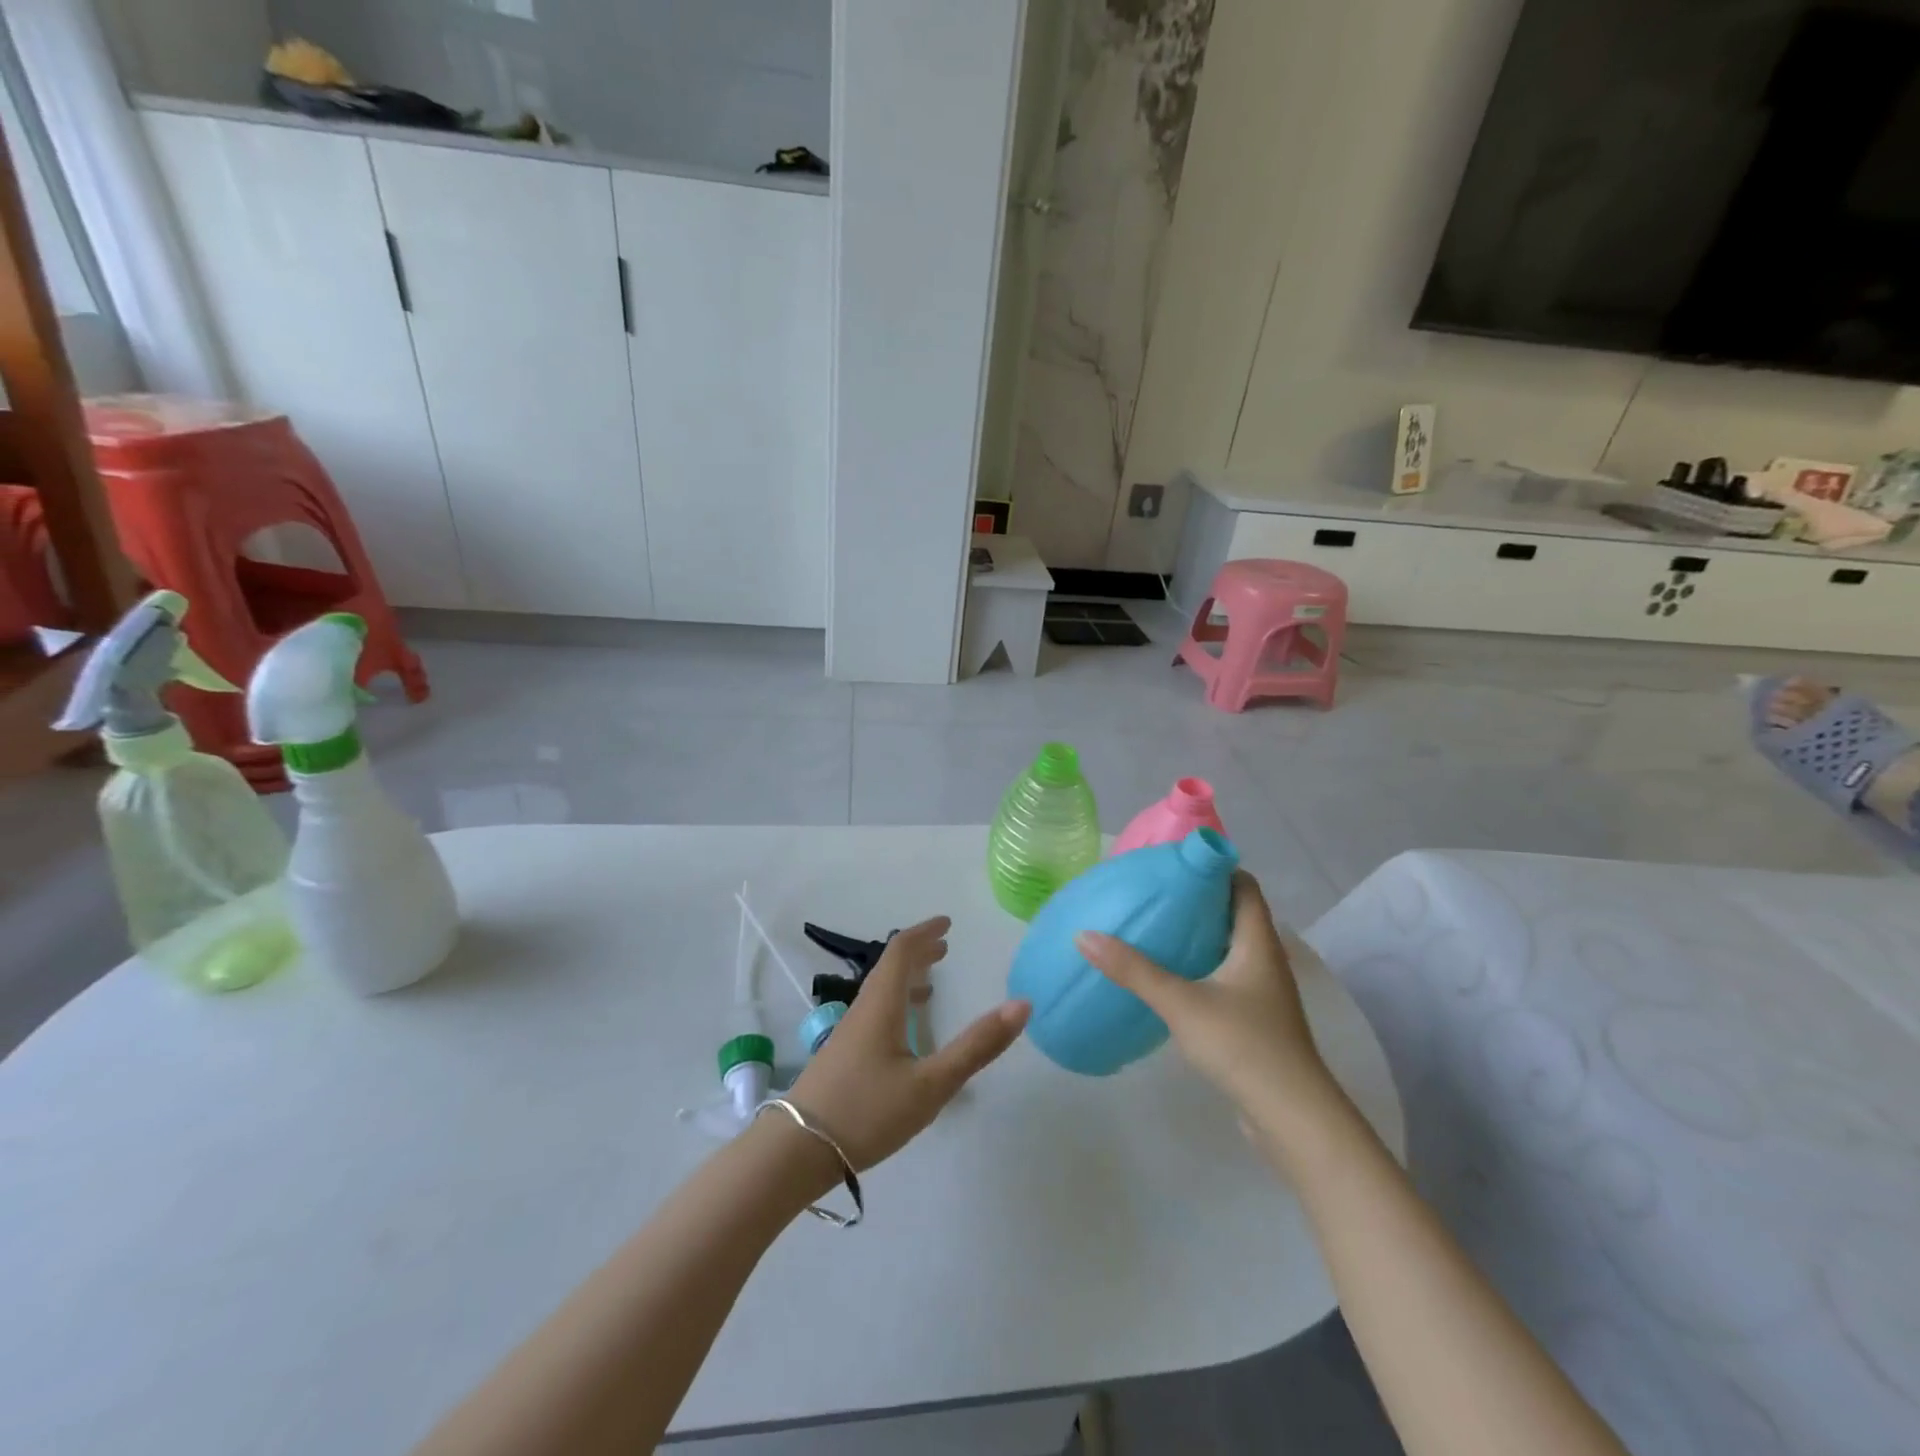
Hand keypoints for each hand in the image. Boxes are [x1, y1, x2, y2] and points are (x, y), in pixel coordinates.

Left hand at [785, 916, 1029, 1171]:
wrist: (797, 1152)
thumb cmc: (868, 1112)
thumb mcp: (931, 1084)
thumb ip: (976, 1047)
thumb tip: (1021, 1005)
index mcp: (882, 1005)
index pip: (901, 951)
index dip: (925, 932)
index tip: (948, 924)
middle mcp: (863, 1010)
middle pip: (889, 967)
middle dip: (918, 953)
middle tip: (945, 948)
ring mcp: (848, 1034)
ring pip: (880, 991)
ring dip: (906, 978)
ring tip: (931, 984)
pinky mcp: (842, 1057)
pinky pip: (874, 1012)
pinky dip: (896, 1004)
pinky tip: (905, 1033)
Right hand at [1077, 872, 1340, 1134]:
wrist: (1292, 1118)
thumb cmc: (1243, 1045)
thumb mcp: (1181, 1003)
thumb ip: (1133, 970)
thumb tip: (1084, 935)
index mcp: (1257, 941)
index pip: (1242, 884)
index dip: (1212, 868)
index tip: (1172, 865)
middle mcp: (1264, 958)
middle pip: (1233, 913)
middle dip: (1195, 901)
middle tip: (1151, 894)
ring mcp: (1262, 992)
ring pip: (1228, 947)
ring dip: (1196, 936)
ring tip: (1152, 929)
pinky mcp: (1255, 1019)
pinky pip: (1224, 977)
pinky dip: (1199, 967)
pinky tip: (1168, 978)